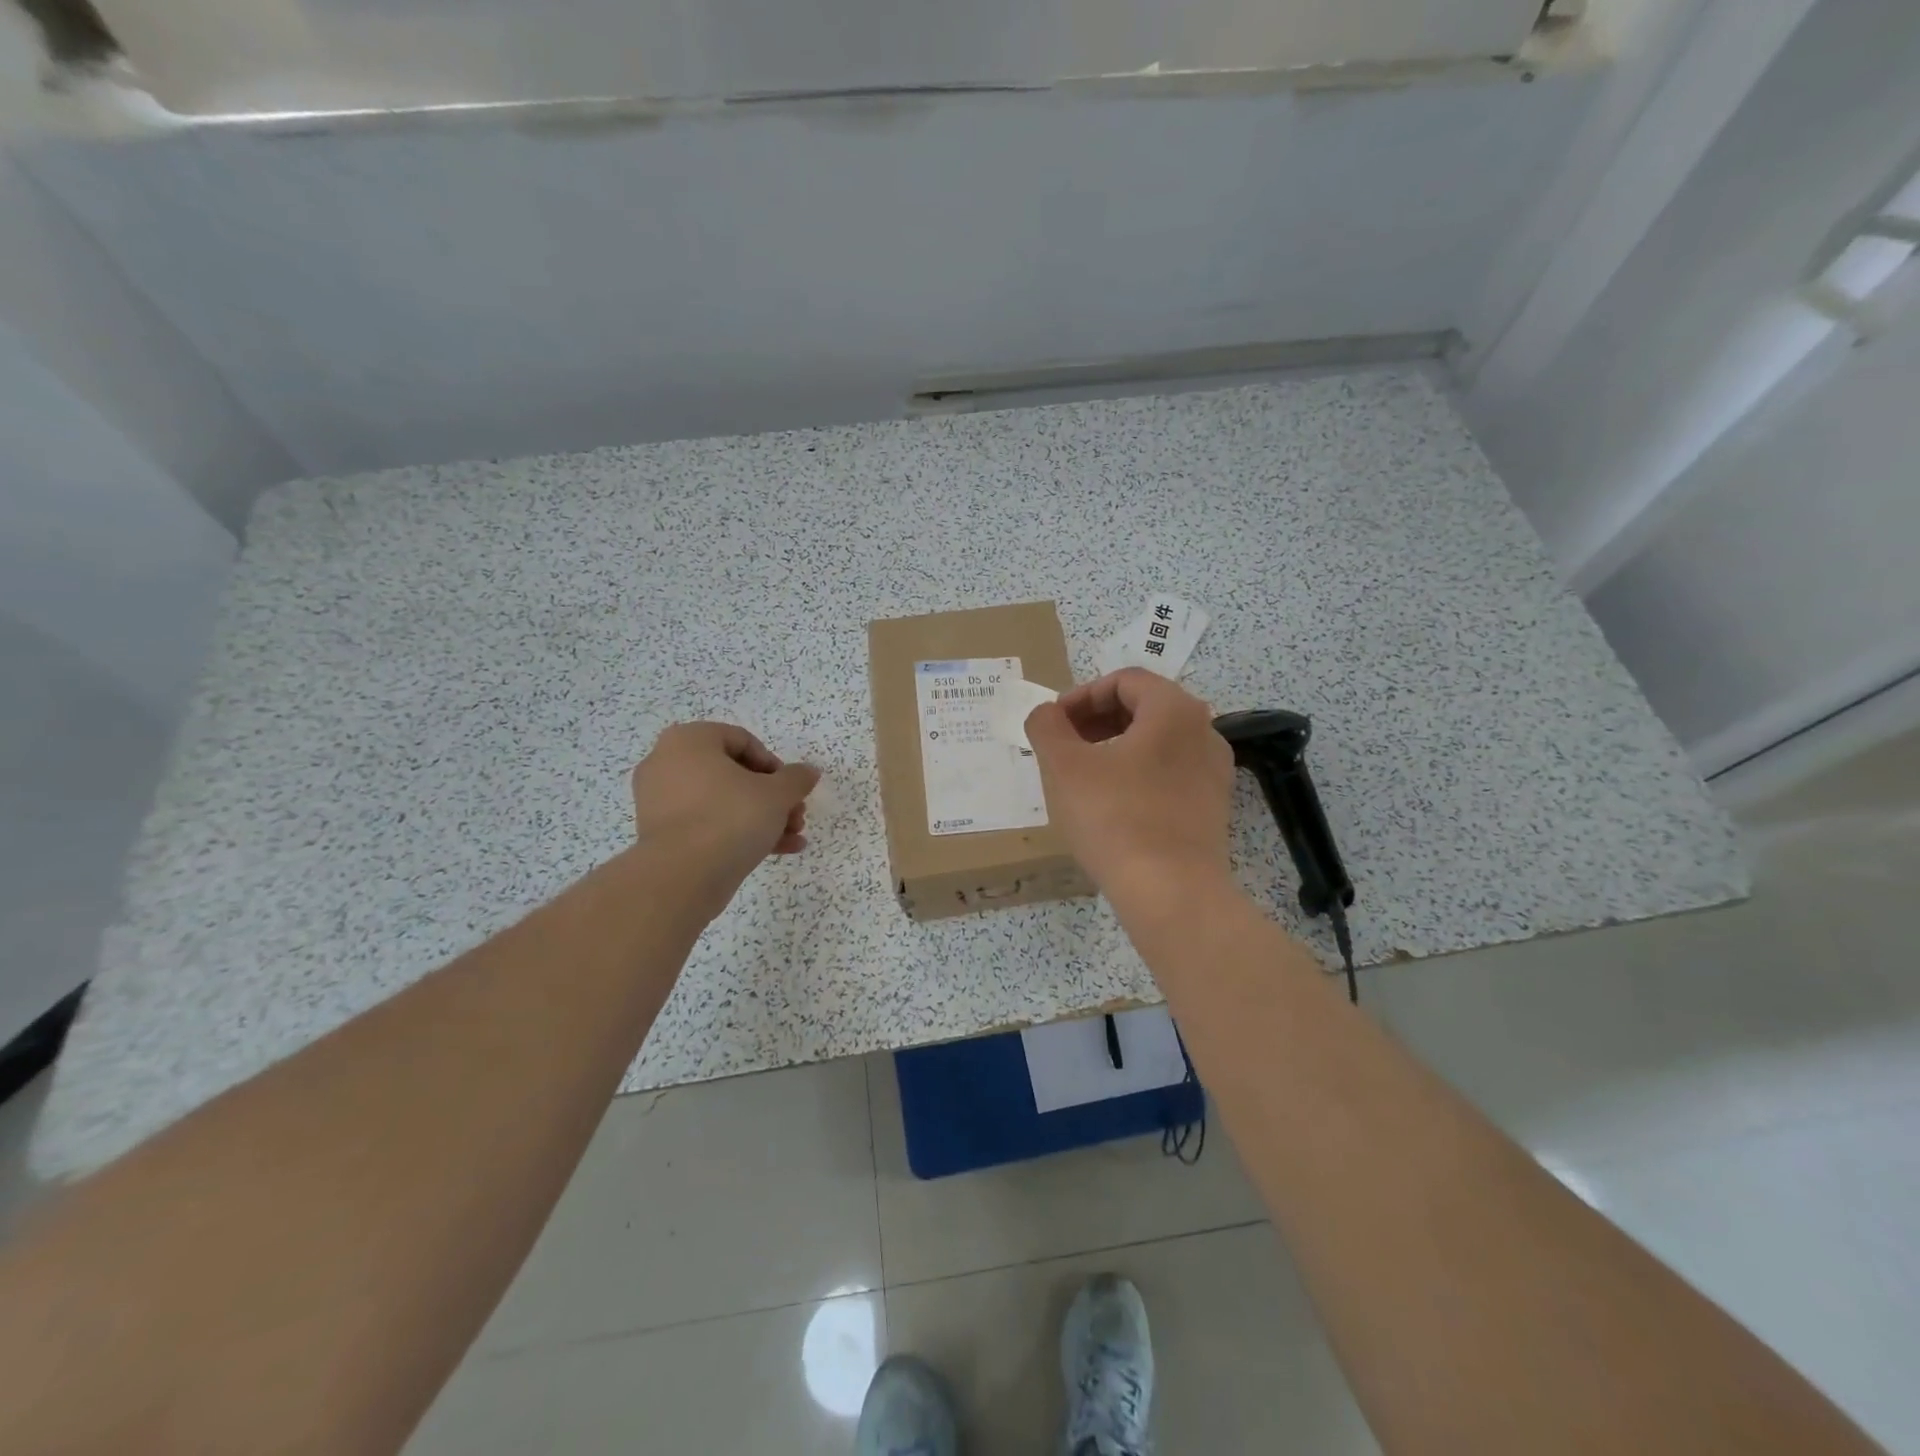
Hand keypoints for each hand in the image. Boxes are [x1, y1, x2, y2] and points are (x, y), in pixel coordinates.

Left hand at [630, 722, 820, 892]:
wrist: (681, 877)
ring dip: (762, 817)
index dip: (775, 765)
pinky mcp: (661, 834)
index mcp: (689, 741)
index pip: (742, 741)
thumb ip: (796, 778)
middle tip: (796, 816)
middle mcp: (667, 763)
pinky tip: (776, 851)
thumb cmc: (730, 818)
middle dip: (772, 797)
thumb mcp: (776, 794)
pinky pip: (706, 824)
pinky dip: (737, 833)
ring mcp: (659, 801)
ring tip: (792, 838)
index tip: (791, 789)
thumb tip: (809, 772)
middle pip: (733, 774)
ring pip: (722, 802)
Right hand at [1024, 669, 1236, 910]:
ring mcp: (1213, 771)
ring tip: (1081, 776)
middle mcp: (1204, 731)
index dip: (1080, 696)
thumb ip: (1047, 726)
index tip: (1052, 724)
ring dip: (1113, 747)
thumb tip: (1045, 714)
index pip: (1123, 681)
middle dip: (1095, 720)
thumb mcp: (1064, 766)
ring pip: (1156, 742)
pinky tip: (1110, 805)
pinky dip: (1136, 774)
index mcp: (1174, 709)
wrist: (1172, 893)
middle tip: (1062, 746)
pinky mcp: (1212, 807)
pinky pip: (1168, 773)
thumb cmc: (1115, 817)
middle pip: (1142, 707)